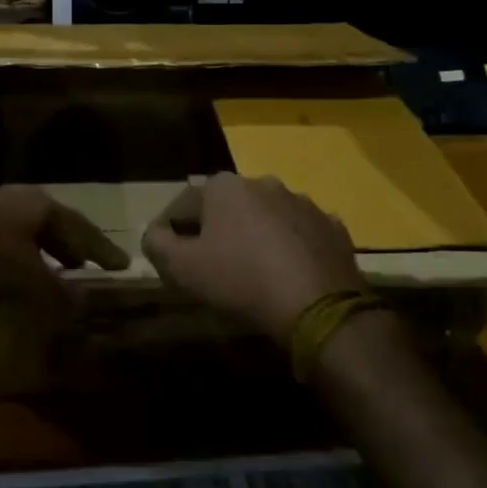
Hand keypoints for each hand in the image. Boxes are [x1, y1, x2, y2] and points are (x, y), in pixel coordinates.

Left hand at [0, 185, 129, 313]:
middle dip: (71, 245)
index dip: (102, 249)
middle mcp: (16, 197)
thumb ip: (58, 292)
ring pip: (24, 227)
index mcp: (40, 205)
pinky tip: (7, 267)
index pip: (82, 228)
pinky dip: (14, 251)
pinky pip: (0, 234)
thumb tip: (82, 303)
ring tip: (52, 267)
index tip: (121, 264)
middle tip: (88, 264)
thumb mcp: (26, 280)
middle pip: (53, 222)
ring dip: (41, 248)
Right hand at [141, 173, 364, 339]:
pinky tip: (287, 275)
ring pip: (265, 218)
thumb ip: (158, 245)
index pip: (183, 204)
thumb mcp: (183, 269)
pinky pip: (299, 234)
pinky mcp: (331, 227)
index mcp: (224, 187)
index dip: (169, 230)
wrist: (318, 305)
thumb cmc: (241, 280)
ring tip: (251, 271)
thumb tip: (155, 234)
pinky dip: (289, 248)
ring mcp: (303, 203)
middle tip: (208, 264)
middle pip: (226, 208)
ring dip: (254, 236)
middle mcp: (263, 182)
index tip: (166, 256)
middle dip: (215, 230)